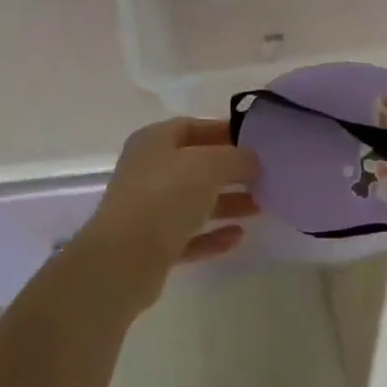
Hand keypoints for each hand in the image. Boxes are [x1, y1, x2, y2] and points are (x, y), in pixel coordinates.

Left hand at [71, 118, 258, 308]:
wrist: (123, 260)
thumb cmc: (165, 196)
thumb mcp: (209, 165)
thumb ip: (236, 157)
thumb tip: (252, 160)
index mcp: (154, 141)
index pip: (193, 127)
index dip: (225, 131)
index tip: (256, 142)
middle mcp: (148, 171)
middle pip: (195, 165)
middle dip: (230, 170)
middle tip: (263, 176)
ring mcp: (148, 210)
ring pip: (194, 201)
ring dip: (226, 203)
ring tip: (260, 206)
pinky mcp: (152, 246)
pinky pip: (189, 235)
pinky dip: (212, 235)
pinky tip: (238, 237)